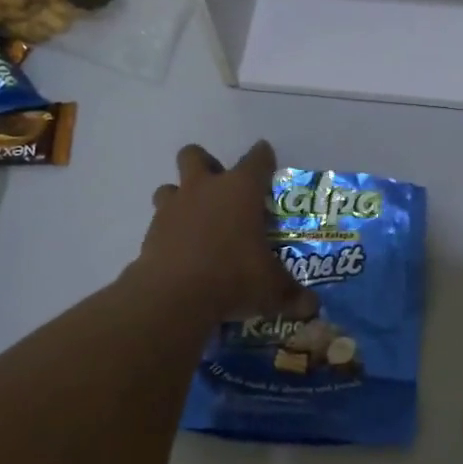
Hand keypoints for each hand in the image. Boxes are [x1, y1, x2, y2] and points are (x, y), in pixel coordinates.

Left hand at [136, 141, 318, 321]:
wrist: (174, 296)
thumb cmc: (234, 277)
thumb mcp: (272, 289)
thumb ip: (292, 294)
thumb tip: (311, 307)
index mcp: (242, 190)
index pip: (257, 159)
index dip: (263, 157)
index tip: (266, 159)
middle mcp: (205, 189)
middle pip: (195, 156)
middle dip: (206, 165)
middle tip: (221, 191)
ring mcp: (173, 208)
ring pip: (170, 187)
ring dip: (181, 197)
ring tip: (196, 222)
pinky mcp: (151, 232)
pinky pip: (159, 222)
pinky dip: (169, 232)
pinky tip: (181, 252)